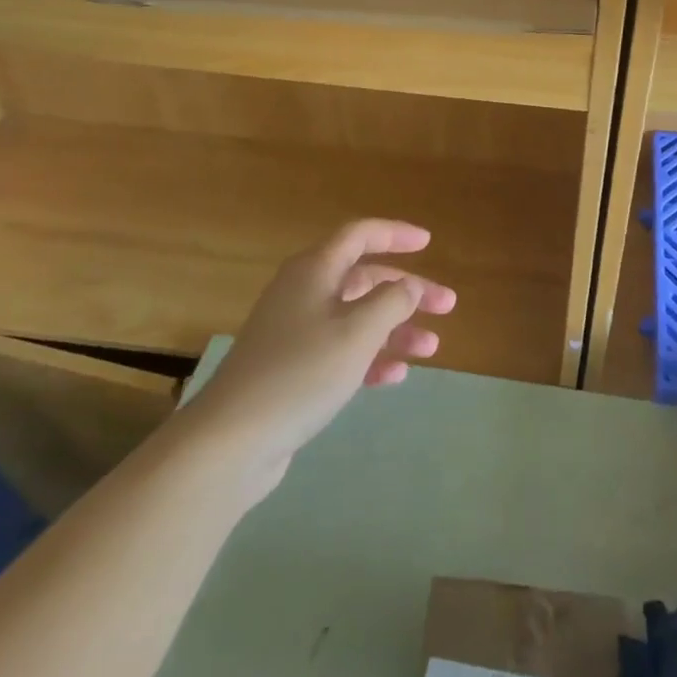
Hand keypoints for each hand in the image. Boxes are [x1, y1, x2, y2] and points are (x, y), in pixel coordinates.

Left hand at [198, 220, 456, 471]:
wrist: (230, 442)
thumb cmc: (301, 373)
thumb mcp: (357, 332)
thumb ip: (392, 301)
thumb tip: (409, 285)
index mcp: (315, 270)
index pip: (361, 235)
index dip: (396, 234)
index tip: (428, 242)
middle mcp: (304, 292)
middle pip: (365, 278)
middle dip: (408, 291)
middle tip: (446, 306)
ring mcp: (295, 332)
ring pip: (357, 317)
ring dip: (395, 328)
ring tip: (431, 348)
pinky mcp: (292, 369)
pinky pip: (341, 350)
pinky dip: (370, 357)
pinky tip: (396, 375)